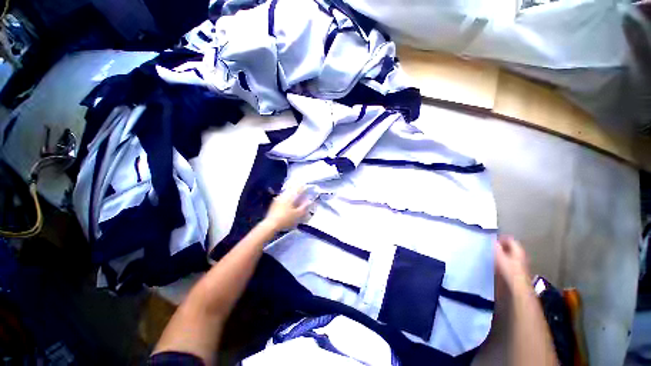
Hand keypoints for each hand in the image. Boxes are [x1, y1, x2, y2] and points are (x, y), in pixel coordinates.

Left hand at [262, 185, 311, 231]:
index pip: (298, 188)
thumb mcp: (298, 214)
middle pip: (292, 189)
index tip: (307, 187)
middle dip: (297, 189)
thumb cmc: (286, 219)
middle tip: (302, 191)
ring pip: (287, 192)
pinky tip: (288, 202)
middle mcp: (284, 194)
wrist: (271, 224)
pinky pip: (283, 196)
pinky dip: (287, 197)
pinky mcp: (274, 202)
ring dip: (292, 193)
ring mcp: (278, 198)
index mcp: (290, 196)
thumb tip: (309, 200)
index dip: (303, 187)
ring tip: (296, 196)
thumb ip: (304, 207)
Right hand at [495, 236, 530, 291]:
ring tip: (497, 253)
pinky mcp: (521, 268)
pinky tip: (502, 261)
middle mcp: (522, 254)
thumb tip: (494, 242)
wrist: (519, 285)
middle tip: (495, 246)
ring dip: (505, 251)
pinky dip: (507, 257)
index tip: (494, 240)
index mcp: (518, 250)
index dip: (502, 238)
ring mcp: (523, 261)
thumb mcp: (500, 257)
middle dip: (504, 245)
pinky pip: (514, 258)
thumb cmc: (509, 270)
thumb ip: (497, 248)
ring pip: (513, 252)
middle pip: (513, 246)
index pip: (511, 240)